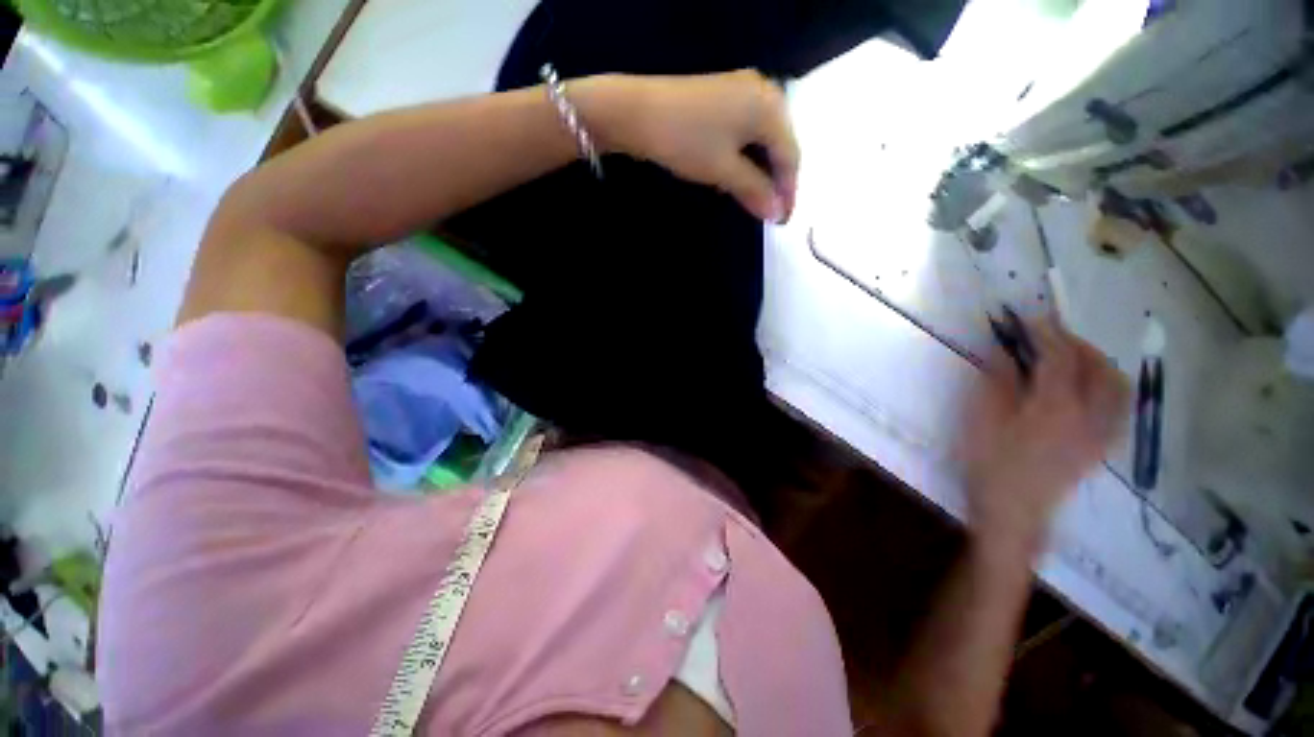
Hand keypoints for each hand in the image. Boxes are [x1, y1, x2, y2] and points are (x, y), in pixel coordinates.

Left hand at [573, 70, 799, 222]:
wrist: (629, 109)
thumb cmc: (682, 137)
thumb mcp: (722, 169)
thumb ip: (756, 191)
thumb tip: (777, 213)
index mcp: (772, 107)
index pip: (790, 156)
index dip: (788, 190)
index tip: (781, 219)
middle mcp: (765, 90)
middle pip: (780, 141)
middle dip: (776, 175)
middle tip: (769, 207)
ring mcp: (742, 85)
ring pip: (763, 131)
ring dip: (760, 161)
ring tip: (754, 190)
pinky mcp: (722, 86)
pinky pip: (746, 120)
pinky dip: (745, 144)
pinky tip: (738, 163)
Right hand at [957, 319, 1129, 552]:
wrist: (1011, 526)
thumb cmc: (994, 474)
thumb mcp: (983, 423)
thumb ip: (997, 380)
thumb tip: (1006, 350)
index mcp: (1057, 404)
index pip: (1060, 352)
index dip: (1045, 330)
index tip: (1028, 321)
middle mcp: (1085, 415)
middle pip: (1097, 366)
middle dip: (1078, 345)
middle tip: (1056, 341)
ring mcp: (1094, 436)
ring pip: (1117, 390)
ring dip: (1102, 368)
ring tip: (1082, 364)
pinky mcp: (1095, 453)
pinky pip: (1118, 419)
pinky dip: (1112, 399)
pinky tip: (1096, 398)